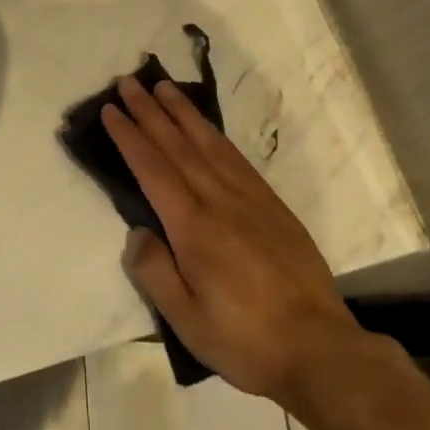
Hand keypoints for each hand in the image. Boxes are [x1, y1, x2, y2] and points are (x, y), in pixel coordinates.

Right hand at [103, 78, 364, 406]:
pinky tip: (205, 127)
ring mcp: (248, 197)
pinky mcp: (271, 203)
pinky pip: (235, 156)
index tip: (110, 110)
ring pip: (208, 142)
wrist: (319, 348)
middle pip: (177, 145)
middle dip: (149, 111)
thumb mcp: (187, 321)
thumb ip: (155, 272)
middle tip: (128, 82)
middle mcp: (218, 200)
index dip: (129, 136)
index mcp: (192, 227)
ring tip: (163, 87)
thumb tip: (137, 231)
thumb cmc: (245, 339)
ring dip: (182, 112)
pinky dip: (214, 134)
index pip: (152, 169)